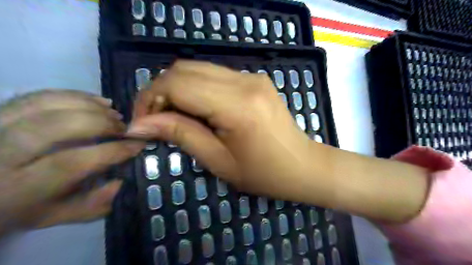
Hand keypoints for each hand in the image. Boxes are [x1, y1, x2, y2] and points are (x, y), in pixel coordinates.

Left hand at [0, 89, 143, 233]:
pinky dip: (75, 95)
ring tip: (114, 113)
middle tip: (123, 127)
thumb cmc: (18, 208)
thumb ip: (93, 204)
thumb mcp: (56, 215)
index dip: (110, 151)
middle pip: (57, 126)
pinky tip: (97, 101)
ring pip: (48, 104)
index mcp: (17, 189)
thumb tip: (123, 181)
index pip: (70, 163)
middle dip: (101, 123)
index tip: (137, 145)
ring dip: (90, 106)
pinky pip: (40, 95)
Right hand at [128, 61, 316, 200]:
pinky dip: (195, 87)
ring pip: (197, 68)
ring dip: (176, 88)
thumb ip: (180, 134)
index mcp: (238, 105)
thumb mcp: (218, 161)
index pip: (177, 84)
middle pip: (184, 69)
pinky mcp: (255, 80)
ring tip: (172, 116)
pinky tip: (196, 109)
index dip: (150, 99)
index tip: (141, 123)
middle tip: (154, 119)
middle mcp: (245, 81)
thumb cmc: (264, 173)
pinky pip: (214, 75)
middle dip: (160, 91)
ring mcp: (252, 77)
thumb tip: (140, 123)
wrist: (303, 165)